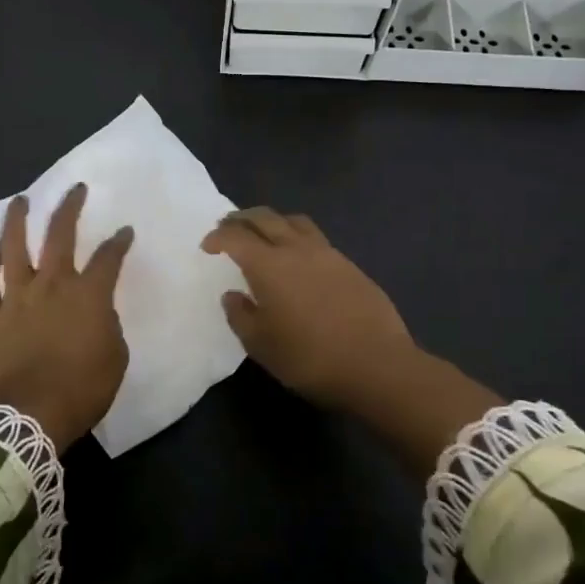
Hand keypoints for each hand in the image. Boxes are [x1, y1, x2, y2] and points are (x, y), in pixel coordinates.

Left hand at [0, 184, 133, 449]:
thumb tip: (98, 316)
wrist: (27, 417)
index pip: (109, 258)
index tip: (124, 232)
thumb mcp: (115, 359)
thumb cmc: (81, 390)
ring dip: (18, 220)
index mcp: (88, 295)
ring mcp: (17, 297)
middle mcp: (52, 285)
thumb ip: (109, 328)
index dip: (119, 241)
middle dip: (70, 208)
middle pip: (60, 235)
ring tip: (21, 200)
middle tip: (75, 189)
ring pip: (14, 248)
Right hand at [202, 207, 499, 475]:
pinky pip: (316, 238)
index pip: (236, 237)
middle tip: (228, 225)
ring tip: (264, 233)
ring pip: (294, 221)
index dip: (218, 237)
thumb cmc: (310, 359)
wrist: (377, 365)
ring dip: (273, 221)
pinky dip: (297, 237)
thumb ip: (241, 316)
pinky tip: (298, 257)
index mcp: (269, 265)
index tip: (208, 245)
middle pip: (265, 218)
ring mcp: (327, 254)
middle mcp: (297, 249)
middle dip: (242, 218)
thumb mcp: (262, 346)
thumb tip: (233, 295)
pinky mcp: (350, 265)